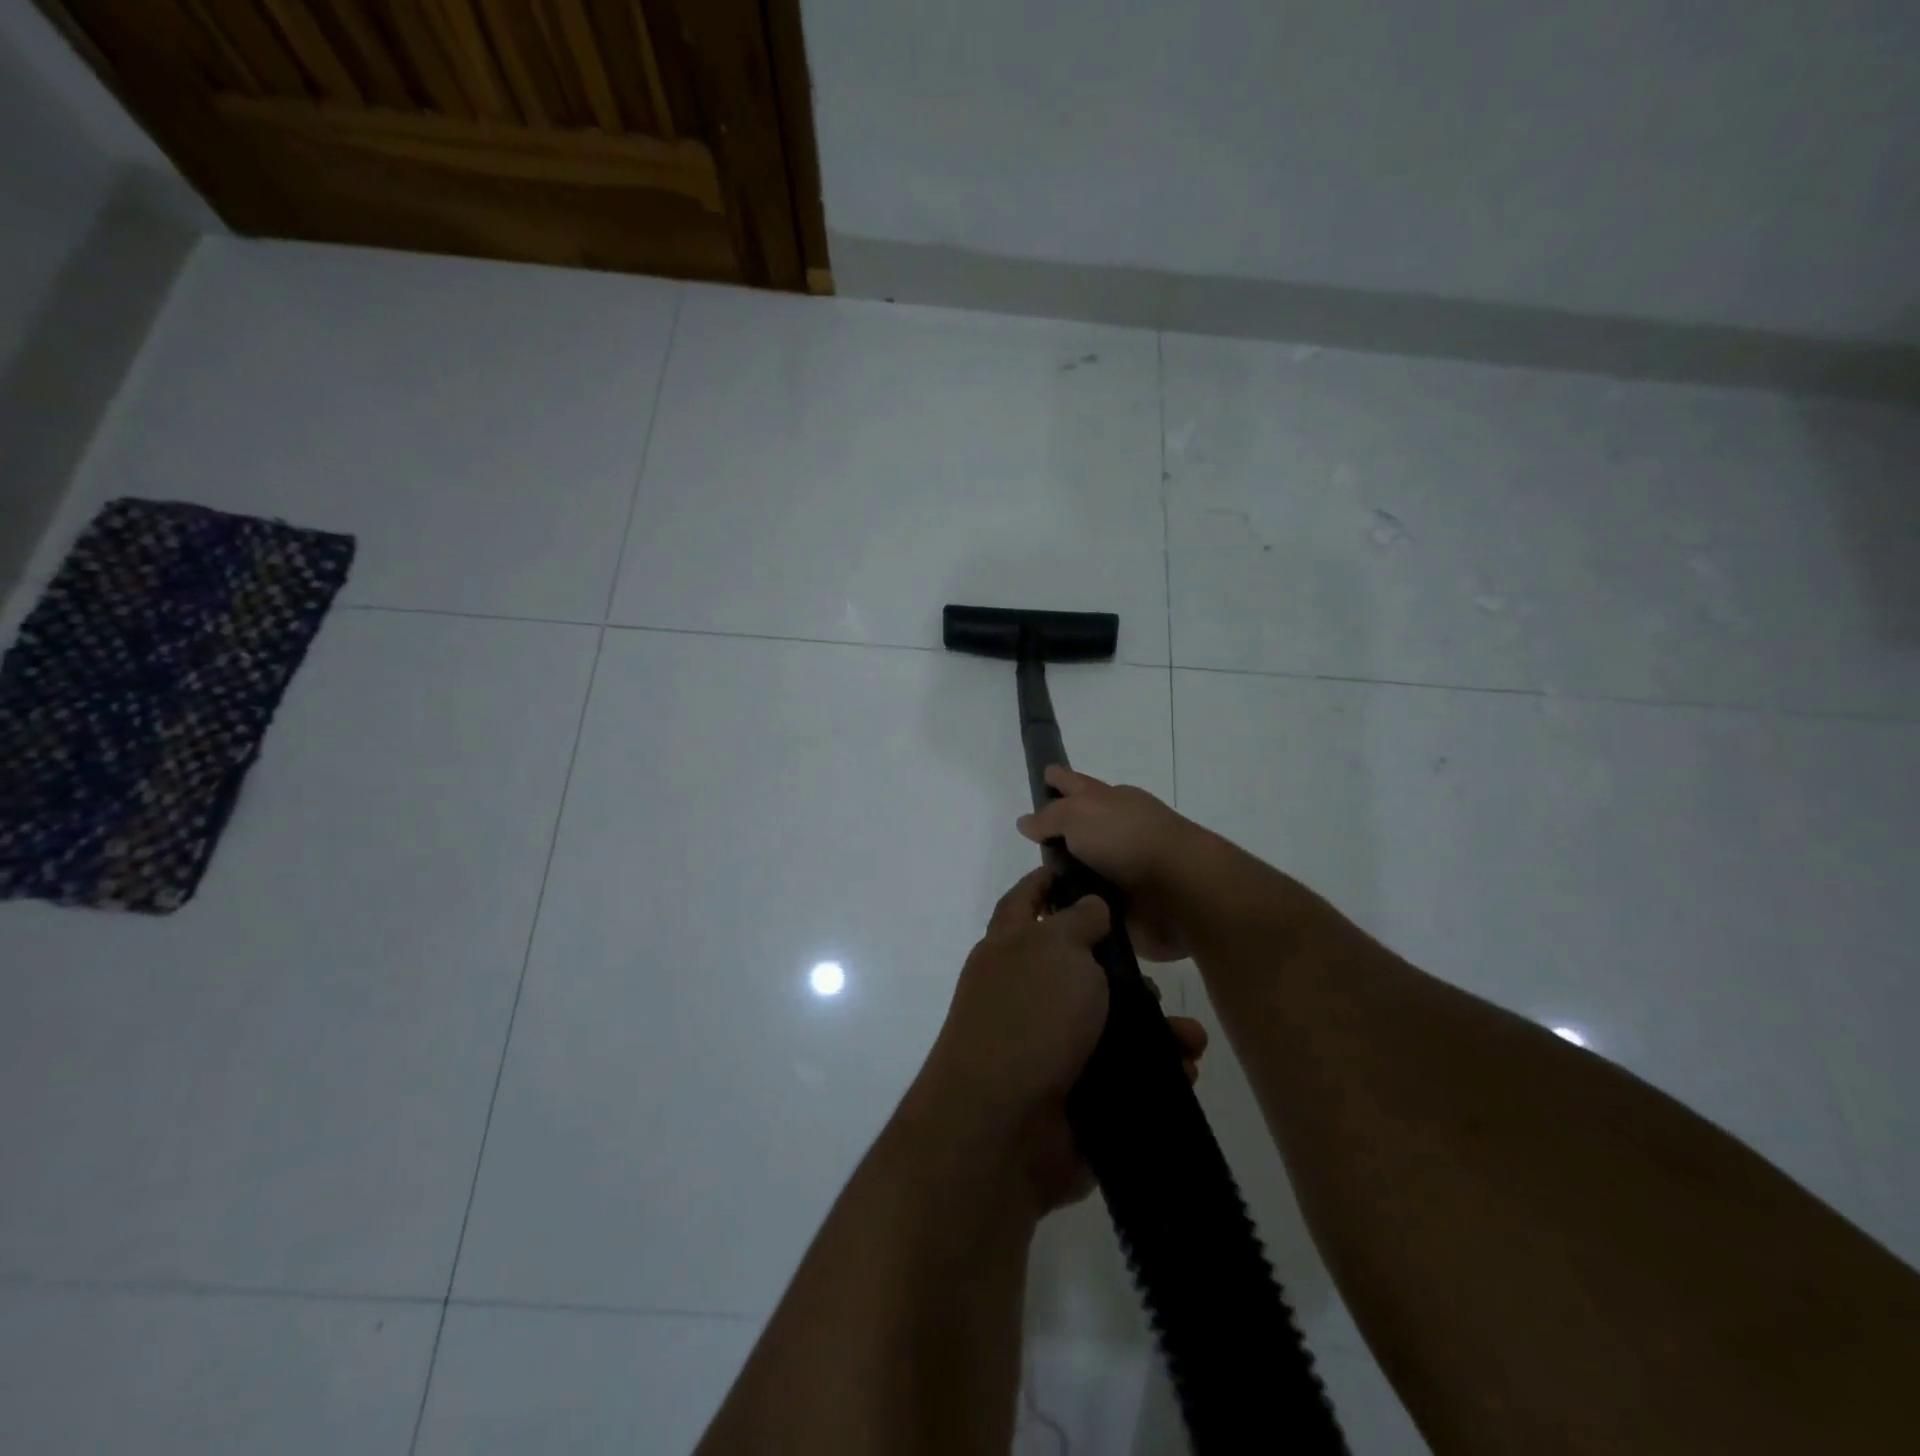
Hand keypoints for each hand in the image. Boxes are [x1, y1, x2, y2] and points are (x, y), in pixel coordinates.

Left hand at [915, 867, 1209, 1215]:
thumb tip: (1089, 907)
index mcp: (1010, 949)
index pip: (1025, 900)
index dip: (1048, 880)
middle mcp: (1026, 993)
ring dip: (1154, 1027)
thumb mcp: (1056, 948)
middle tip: (1156, 978)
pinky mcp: (1075, 1093)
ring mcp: (1049, 1046)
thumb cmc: (1029, 1016)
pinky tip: (1183, 1069)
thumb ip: (1077, 921)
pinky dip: (1154, 1070)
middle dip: (1124, 970)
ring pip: (1110, 1024)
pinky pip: (1122, 1073)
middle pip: (1080, 966)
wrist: (1003, 1127)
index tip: (1083, 869)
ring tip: (1188, 1037)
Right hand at [1016, 767, 1203, 961]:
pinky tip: (1054, 920)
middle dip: (1056, 835)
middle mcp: (1116, 833)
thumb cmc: (1129, 839)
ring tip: (1033, 892)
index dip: (1059, 780)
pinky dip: (1076, 910)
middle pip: (1078, 830)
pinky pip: (1090, 906)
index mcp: (1110, 802)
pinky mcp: (1126, 908)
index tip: (1045, 776)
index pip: (1077, 785)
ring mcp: (1122, 870)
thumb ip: (1050, 816)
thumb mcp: (1079, 814)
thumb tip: (1027, 821)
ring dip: (1063, 880)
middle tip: (1027, 845)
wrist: (1181, 891)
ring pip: (1082, 871)